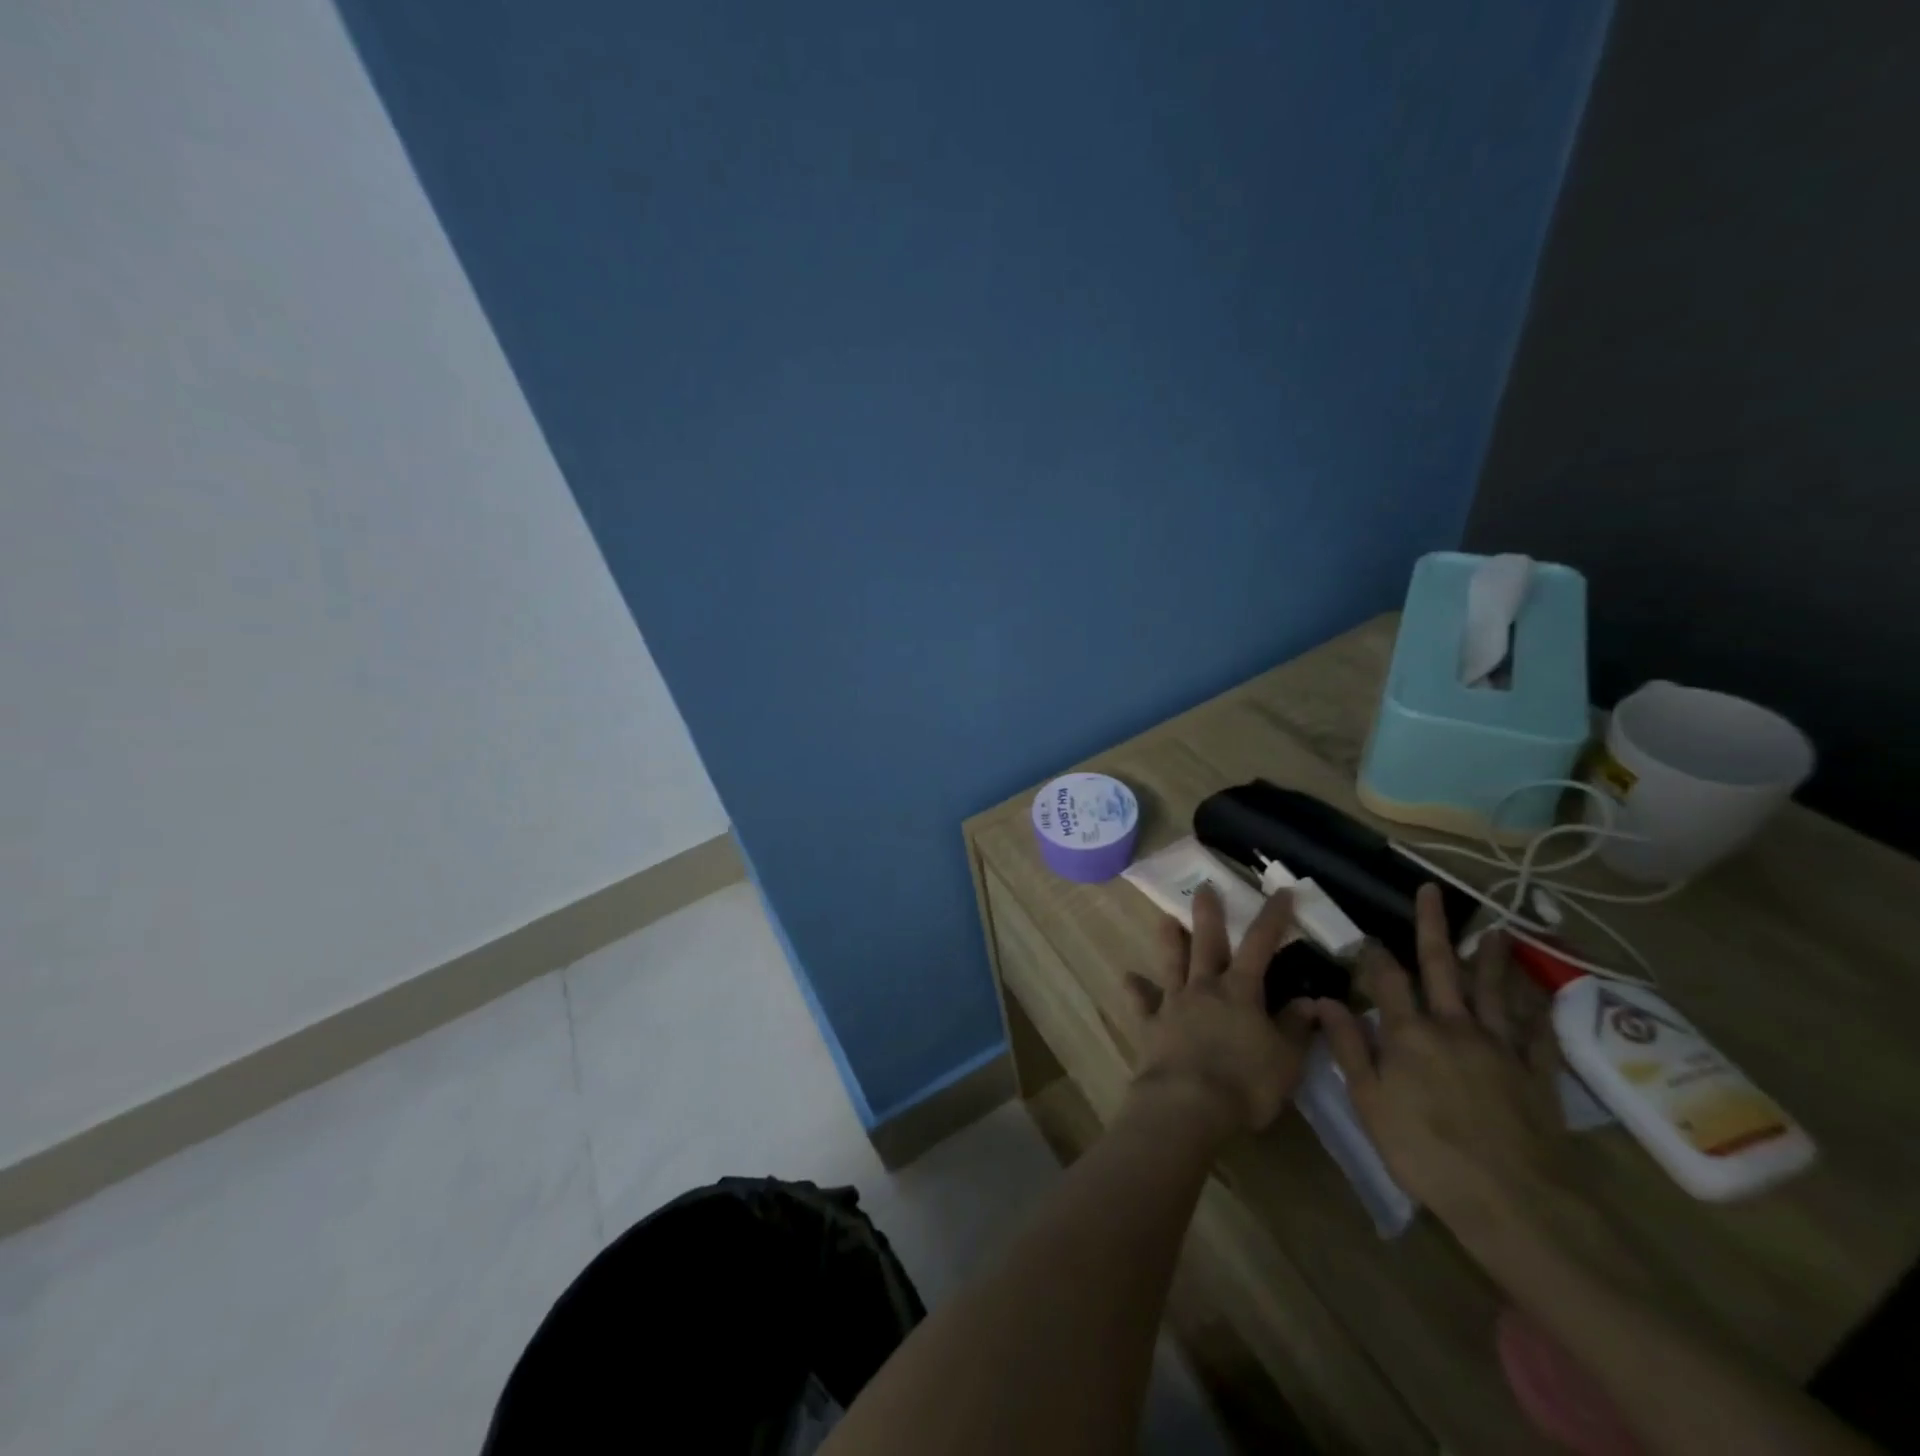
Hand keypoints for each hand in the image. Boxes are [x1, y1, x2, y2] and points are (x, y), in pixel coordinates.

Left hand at [1123, 884, 1314, 1140]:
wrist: (1187, 1105)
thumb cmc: (1245, 1084)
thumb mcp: (1286, 1060)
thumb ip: (1296, 1028)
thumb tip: (1311, 1002)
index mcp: (1241, 992)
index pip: (1260, 945)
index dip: (1272, 917)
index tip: (1281, 892)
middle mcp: (1205, 988)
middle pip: (1207, 943)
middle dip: (1208, 914)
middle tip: (1204, 887)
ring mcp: (1174, 1004)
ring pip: (1171, 963)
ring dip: (1169, 940)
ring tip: (1164, 918)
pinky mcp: (1151, 1025)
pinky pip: (1142, 1003)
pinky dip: (1135, 989)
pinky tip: (1127, 978)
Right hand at [1316, 884, 1568, 1233]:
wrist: (1514, 1202)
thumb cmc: (1426, 1152)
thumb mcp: (1370, 1102)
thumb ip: (1349, 1047)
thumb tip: (1323, 999)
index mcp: (1409, 1033)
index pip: (1387, 979)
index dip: (1374, 954)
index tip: (1366, 935)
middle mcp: (1454, 1027)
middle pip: (1440, 967)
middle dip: (1432, 927)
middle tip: (1432, 891)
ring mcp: (1500, 1048)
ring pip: (1493, 991)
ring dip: (1490, 958)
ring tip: (1493, 929)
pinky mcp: (1537, 1075)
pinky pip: (1538, 1034)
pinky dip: (1537, 1010)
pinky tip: (1538, 994)